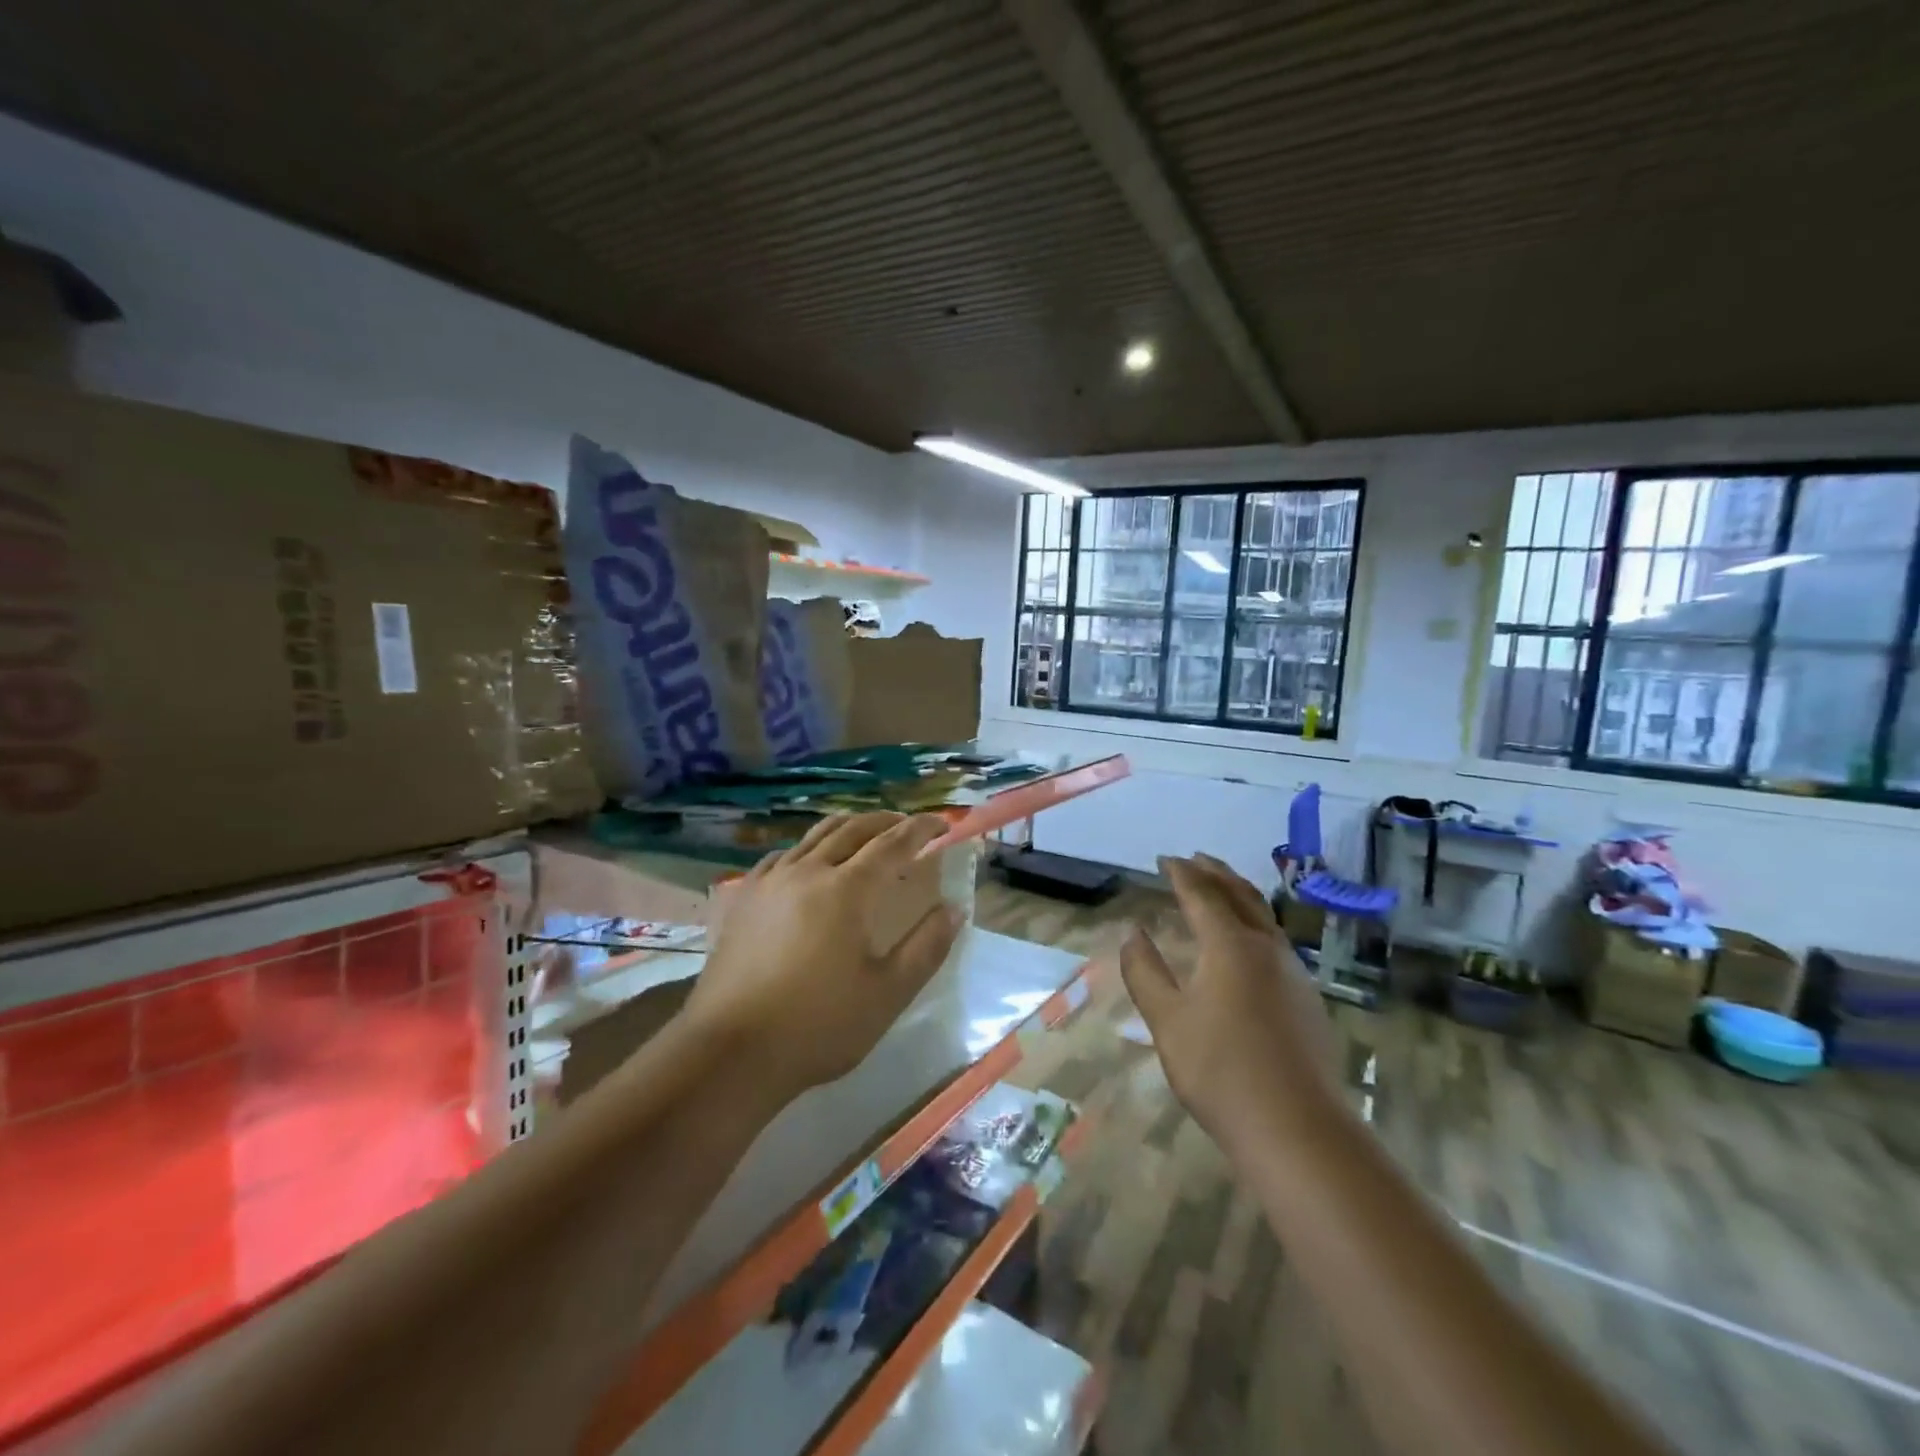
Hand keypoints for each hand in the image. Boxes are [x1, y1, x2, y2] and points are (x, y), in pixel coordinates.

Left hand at [684, 812, 962, 1101]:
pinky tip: (808, 863)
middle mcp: (807, 871)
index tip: (943, 823)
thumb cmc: (818, 1025)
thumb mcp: (887, 993)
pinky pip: (782, 856)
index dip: (921, 829)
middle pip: (852, 829)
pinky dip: (808, 848)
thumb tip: (954, 909)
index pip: (892, 843)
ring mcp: (770, 882)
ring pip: (814, 836)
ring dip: (848, 828)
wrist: (731, 1051)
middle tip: (908, 826)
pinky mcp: (743, 898)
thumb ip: (926, 947)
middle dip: (886, 821)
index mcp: (846, 889)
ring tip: (865, 834)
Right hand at [1121, 854, 1341, 1149]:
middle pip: (1240, 895)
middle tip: (1195, 859)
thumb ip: (1145, 972)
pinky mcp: (1307, 1000)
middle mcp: (1266, 948)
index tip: (1164, 859)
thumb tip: (1133, 933)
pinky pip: (1275, 942)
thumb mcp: (1167, 1021)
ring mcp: (1293, 973)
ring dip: (1238, 895)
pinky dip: (1254, 923)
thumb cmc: (1220, 1071)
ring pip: (1264, 917)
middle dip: (1215, 873)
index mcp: (1230, 945)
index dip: (1181, 873)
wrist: (1298, 1130)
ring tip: (1220, 889)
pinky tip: (1247, 944)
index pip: (1202, 894)